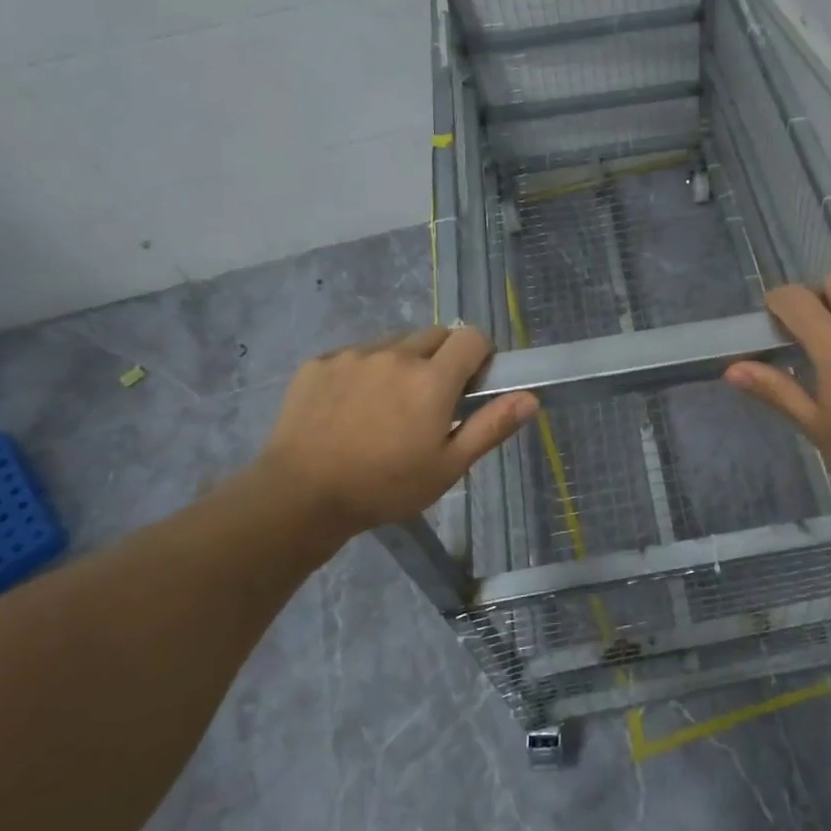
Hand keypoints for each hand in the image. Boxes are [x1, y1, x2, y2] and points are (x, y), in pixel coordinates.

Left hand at [251, 326, 536, 534]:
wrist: (299, 496)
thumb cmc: (385, 486)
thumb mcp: (448, 466)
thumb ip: (491, 426)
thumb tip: (531, 397)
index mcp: (432, 379)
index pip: (472, 337)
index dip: (480, 355)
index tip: (472, 385)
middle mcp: (396, 354)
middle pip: (435, 335)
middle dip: (443, 358)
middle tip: (430, 400)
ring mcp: (354, 355)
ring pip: (395, 343)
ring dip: (403, 362)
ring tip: (387, 405)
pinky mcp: (320, 362)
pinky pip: (356, 354)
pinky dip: (365, 370)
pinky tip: (351, 408)